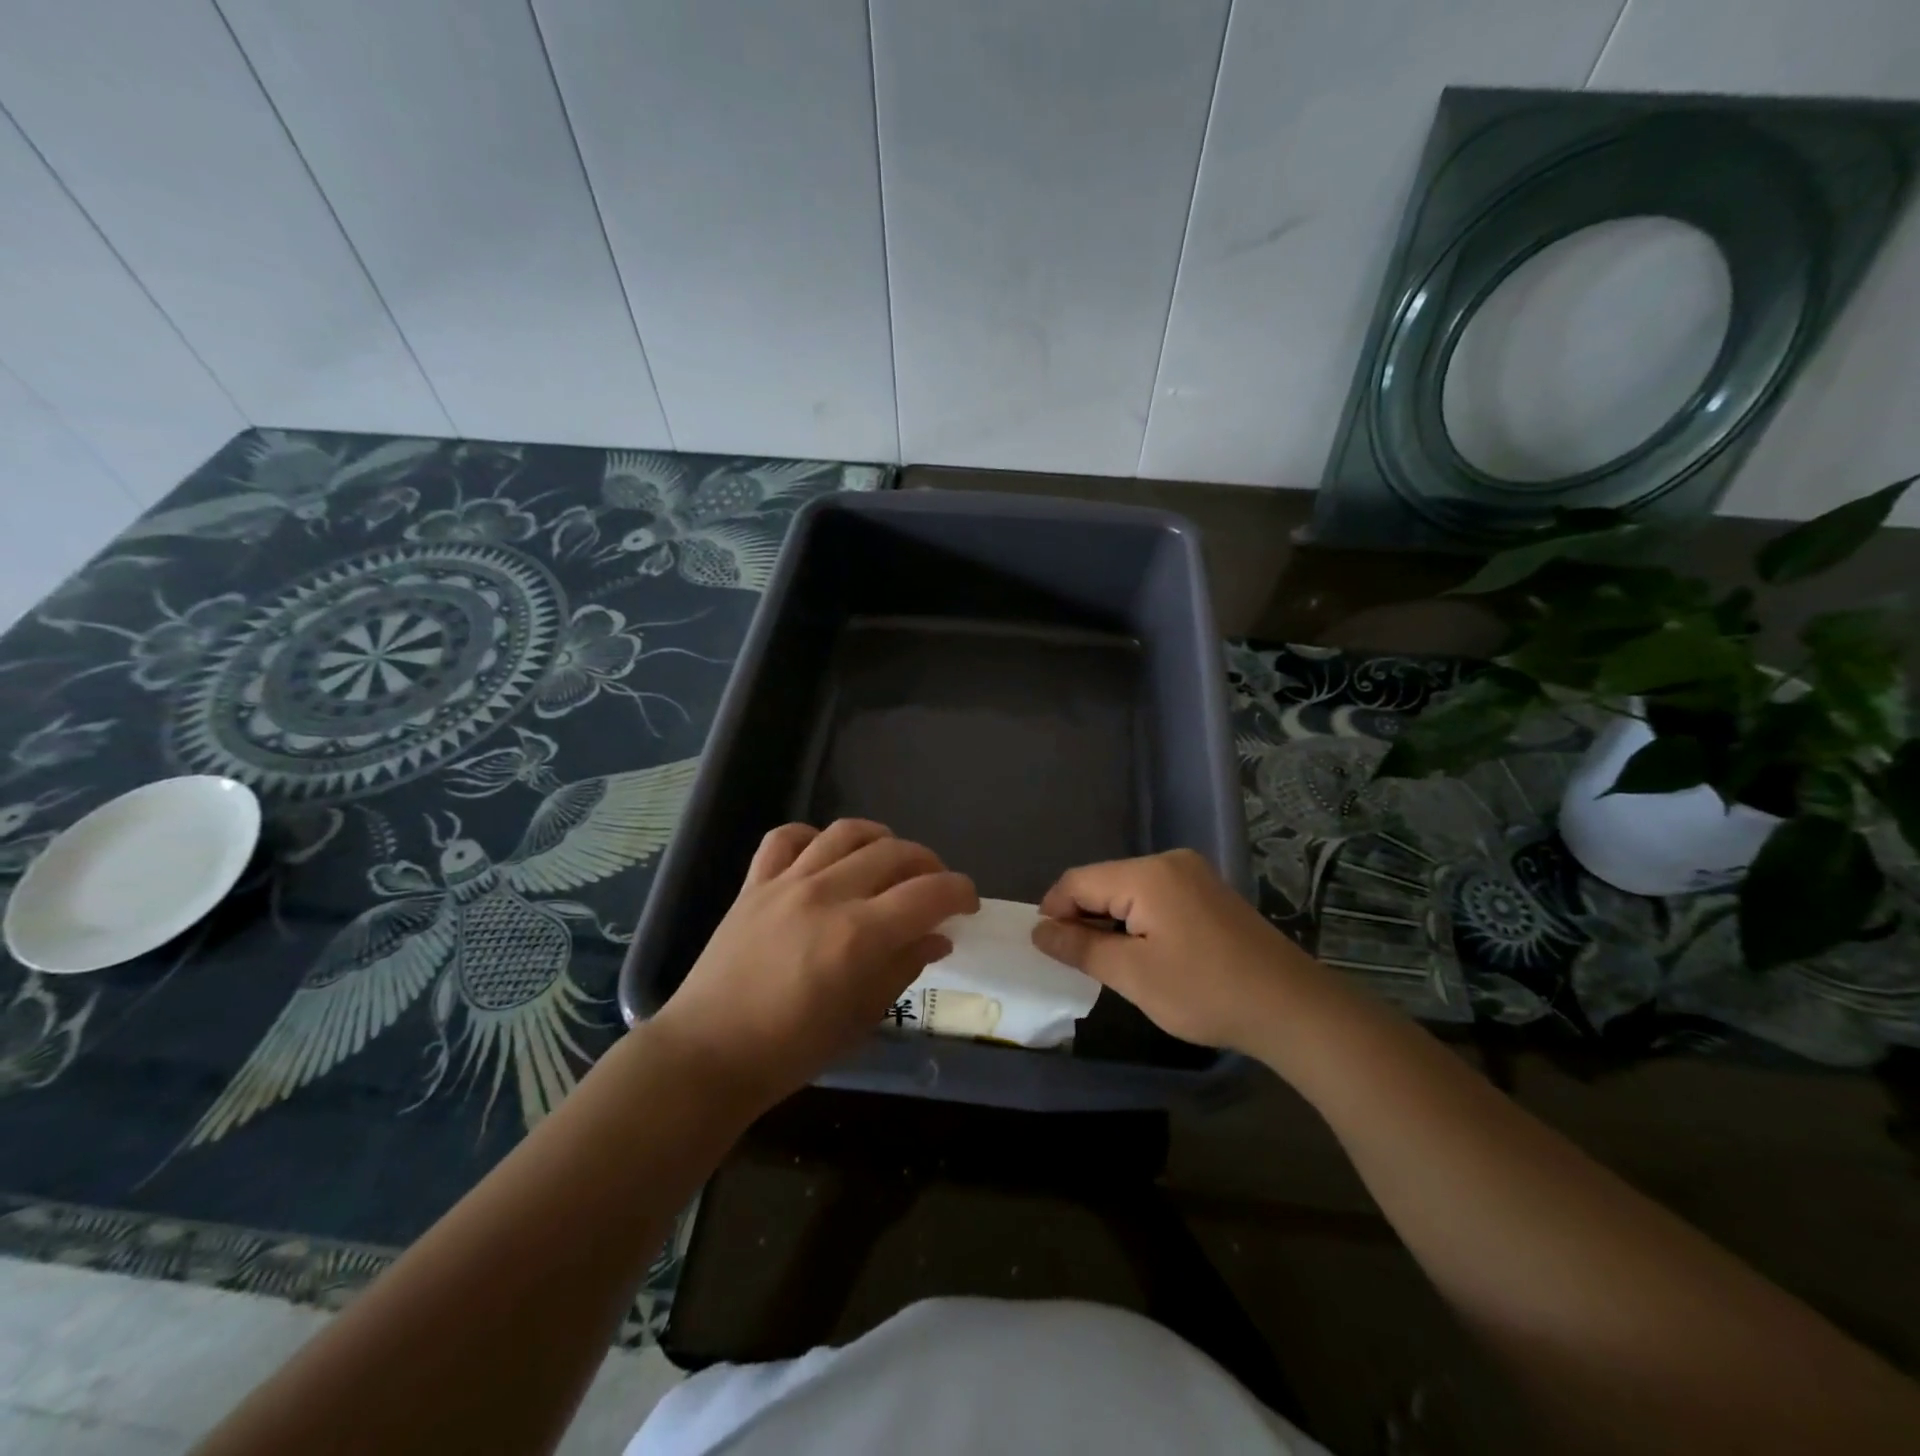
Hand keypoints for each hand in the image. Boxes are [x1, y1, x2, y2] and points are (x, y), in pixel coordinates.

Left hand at [650, 819, 977, 1109]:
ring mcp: (787, 883)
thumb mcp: (861, 1018)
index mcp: (859, 935)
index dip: (960, 891)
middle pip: (895, 853)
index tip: (968, 903)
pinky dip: (814, 837)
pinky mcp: (754, 883)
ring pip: (846, 833)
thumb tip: (937, 938)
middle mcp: (827, 895)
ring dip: (880, 839)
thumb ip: (903, 967)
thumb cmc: (791, 1050)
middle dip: (928, 865)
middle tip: (934, 887)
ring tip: (889, 861)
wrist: (708, 1054)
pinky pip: (786, 837)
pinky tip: (825, 856)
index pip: (929, 894)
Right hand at [1031, 848, 1316, 1054]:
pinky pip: (1156, 897)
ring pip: (1130, 890)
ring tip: (1108, 961)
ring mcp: (1194, 875)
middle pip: (1104, 881)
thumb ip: (1081, 947)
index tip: (1046, 948)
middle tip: (1076, 961)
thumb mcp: (1133, 974)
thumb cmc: (1205, 992)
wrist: (1292, 1008)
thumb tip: (1039, 930)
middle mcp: (1170, 862)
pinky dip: (1138, 920)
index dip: (1054, 911)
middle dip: (1083, 917)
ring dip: (1110, 920)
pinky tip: (1144, 952)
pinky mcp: (1209, 893)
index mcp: (1147, 874)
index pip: (1079, 881)